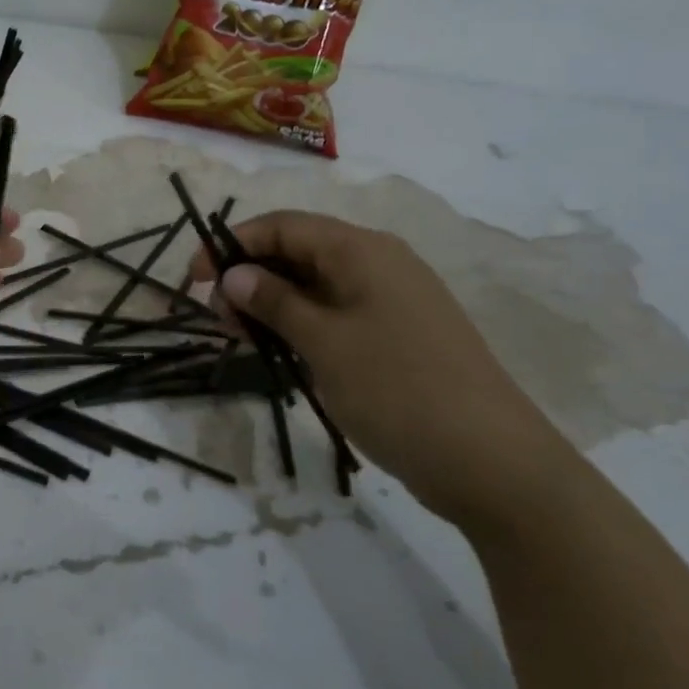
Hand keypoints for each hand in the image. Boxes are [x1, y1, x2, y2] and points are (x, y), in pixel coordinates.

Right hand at [189, 211, 575, 532]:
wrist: (494, 463)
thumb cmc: (399, 390)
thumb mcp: (324, 342)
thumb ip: (274, 302)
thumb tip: (233, 274)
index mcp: (361, 250)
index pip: (282, 225)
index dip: (231, 244)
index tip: (195, 280)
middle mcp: (377, 263)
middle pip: (297, 251)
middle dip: (250, 276)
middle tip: (219, 319)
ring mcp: (390, 300)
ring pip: (313, 285)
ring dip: (271, 303)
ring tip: (242, 338)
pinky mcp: (396, 334)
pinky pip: (335, 313)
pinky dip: (300, 324)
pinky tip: (279, 351)